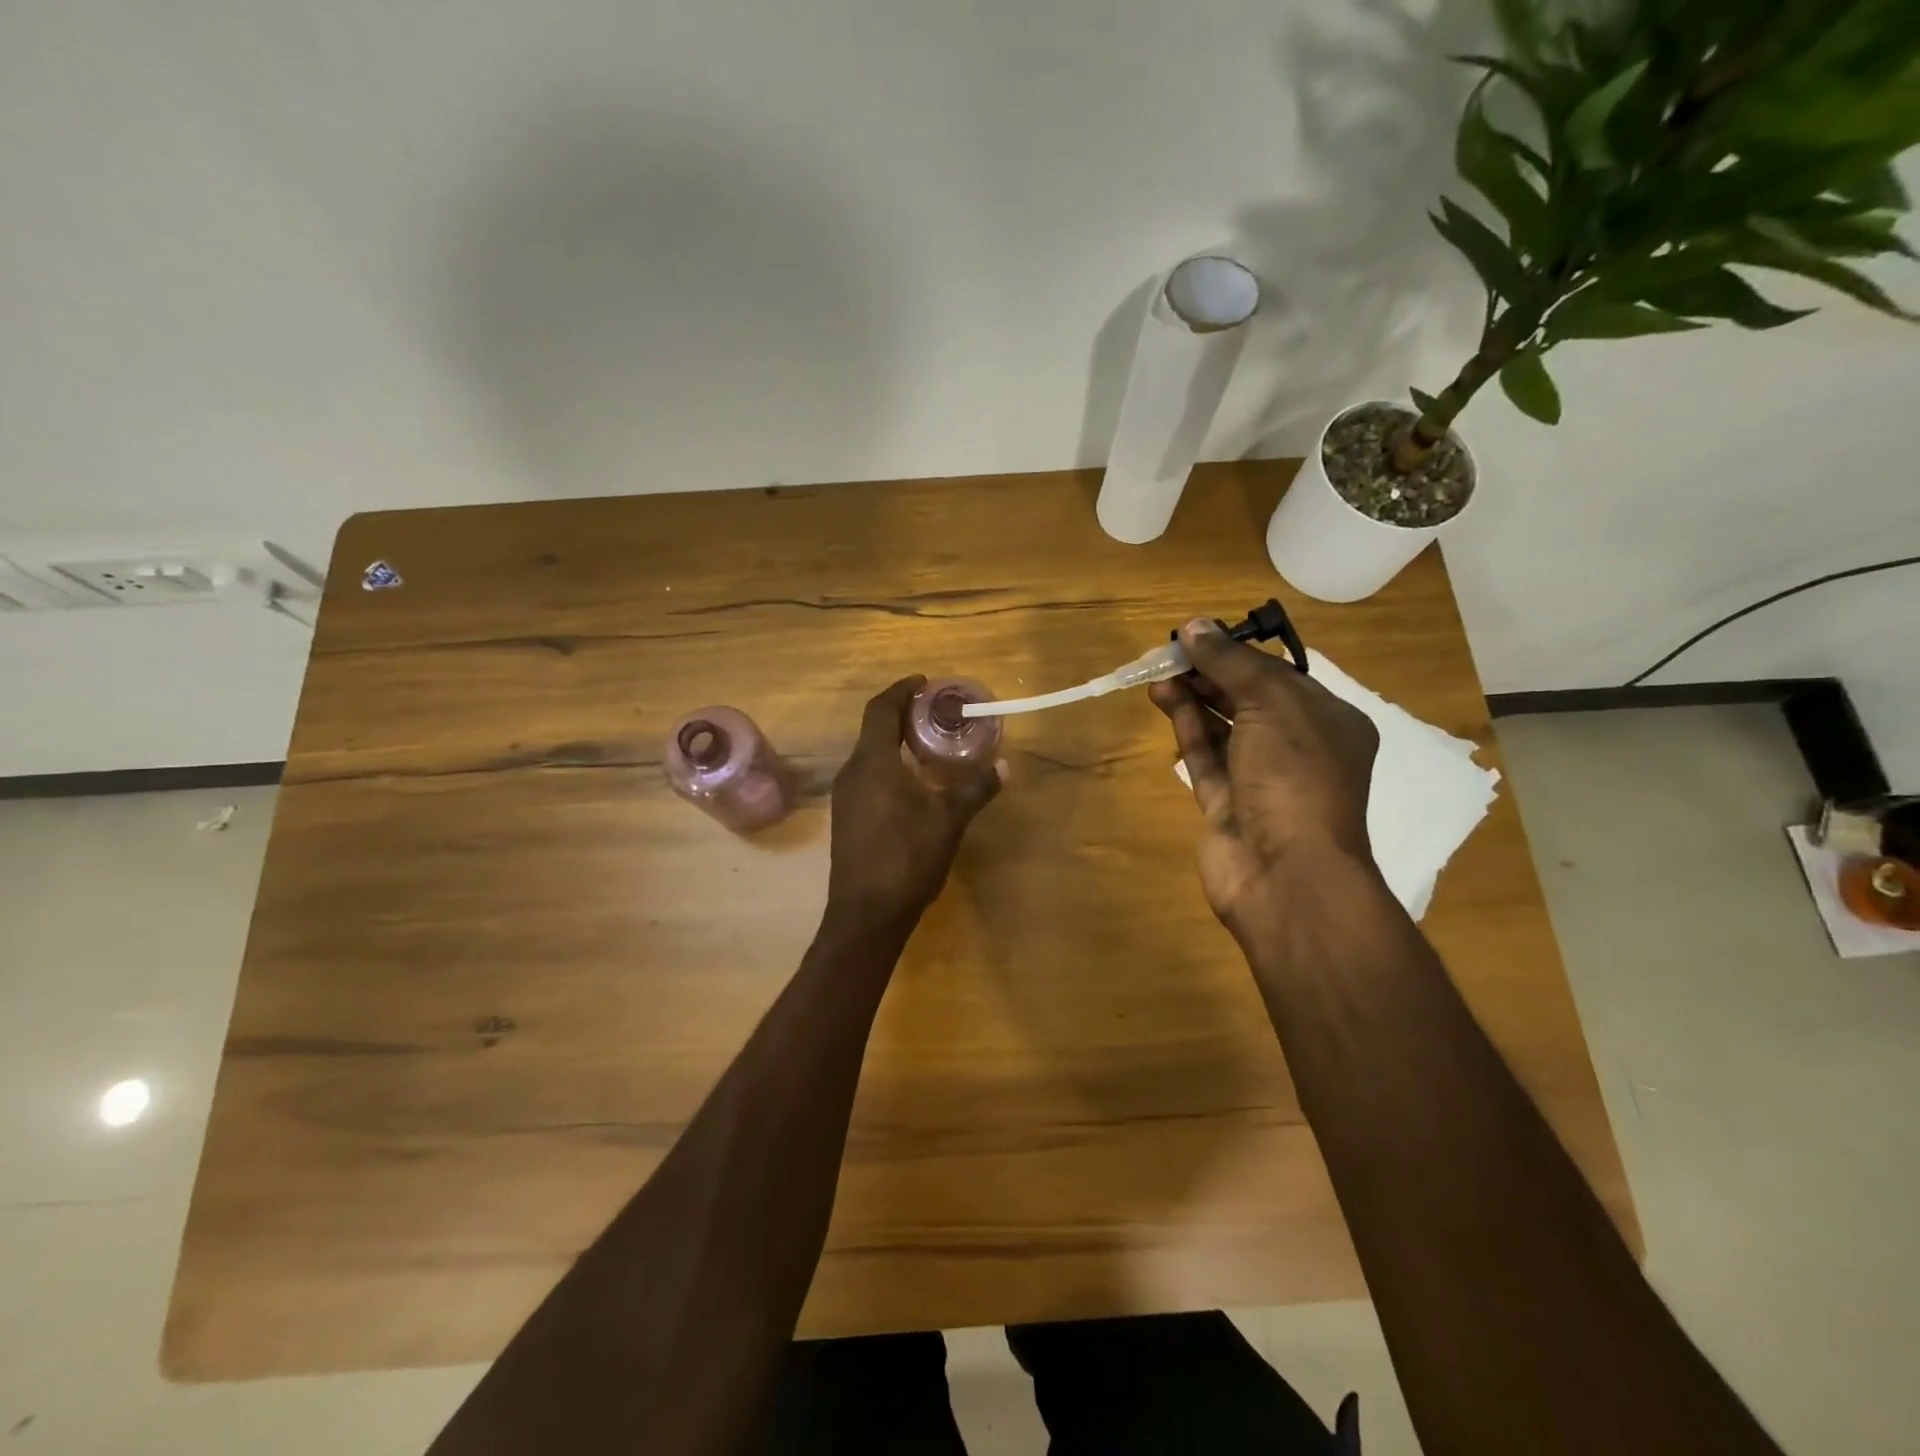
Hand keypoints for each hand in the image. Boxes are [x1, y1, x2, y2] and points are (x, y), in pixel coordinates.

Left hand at [826, 676, 1003, 927]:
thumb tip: (1005, 767)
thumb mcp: (949, 820)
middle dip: (901, 715)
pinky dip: (886, 765)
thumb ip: (976, 789)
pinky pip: (865, 776)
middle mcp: (852, 772)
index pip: (880, 709)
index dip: (901, 690)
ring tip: (926, 744)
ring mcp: (844, 796)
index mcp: (873, 763)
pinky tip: (910, 783)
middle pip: (872, 729)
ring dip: (893, 742)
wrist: (867, 912)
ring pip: (868, 754)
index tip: (924, 682)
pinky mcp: (845, 817)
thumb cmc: (908, 857)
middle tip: (933, 712)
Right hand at [1148, 619, 1378, 940]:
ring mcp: (1260, 779)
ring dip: (1194, 697)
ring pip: (1223, 727)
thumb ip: (1232, 663)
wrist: (1285, 871)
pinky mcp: (1226, 804)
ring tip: (1159, 673)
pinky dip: (1187, 727)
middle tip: (1170, 652)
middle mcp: (1298, 748)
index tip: (1198, 635)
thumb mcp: (1272, 703)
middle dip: (1211, 674)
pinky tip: (1164, 699)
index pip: (1280, 676)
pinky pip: (1206, 757)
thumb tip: (1194, 625)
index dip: (1237, 652)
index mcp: (1329, 722)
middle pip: (1249, 699)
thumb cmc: (1295, 775)